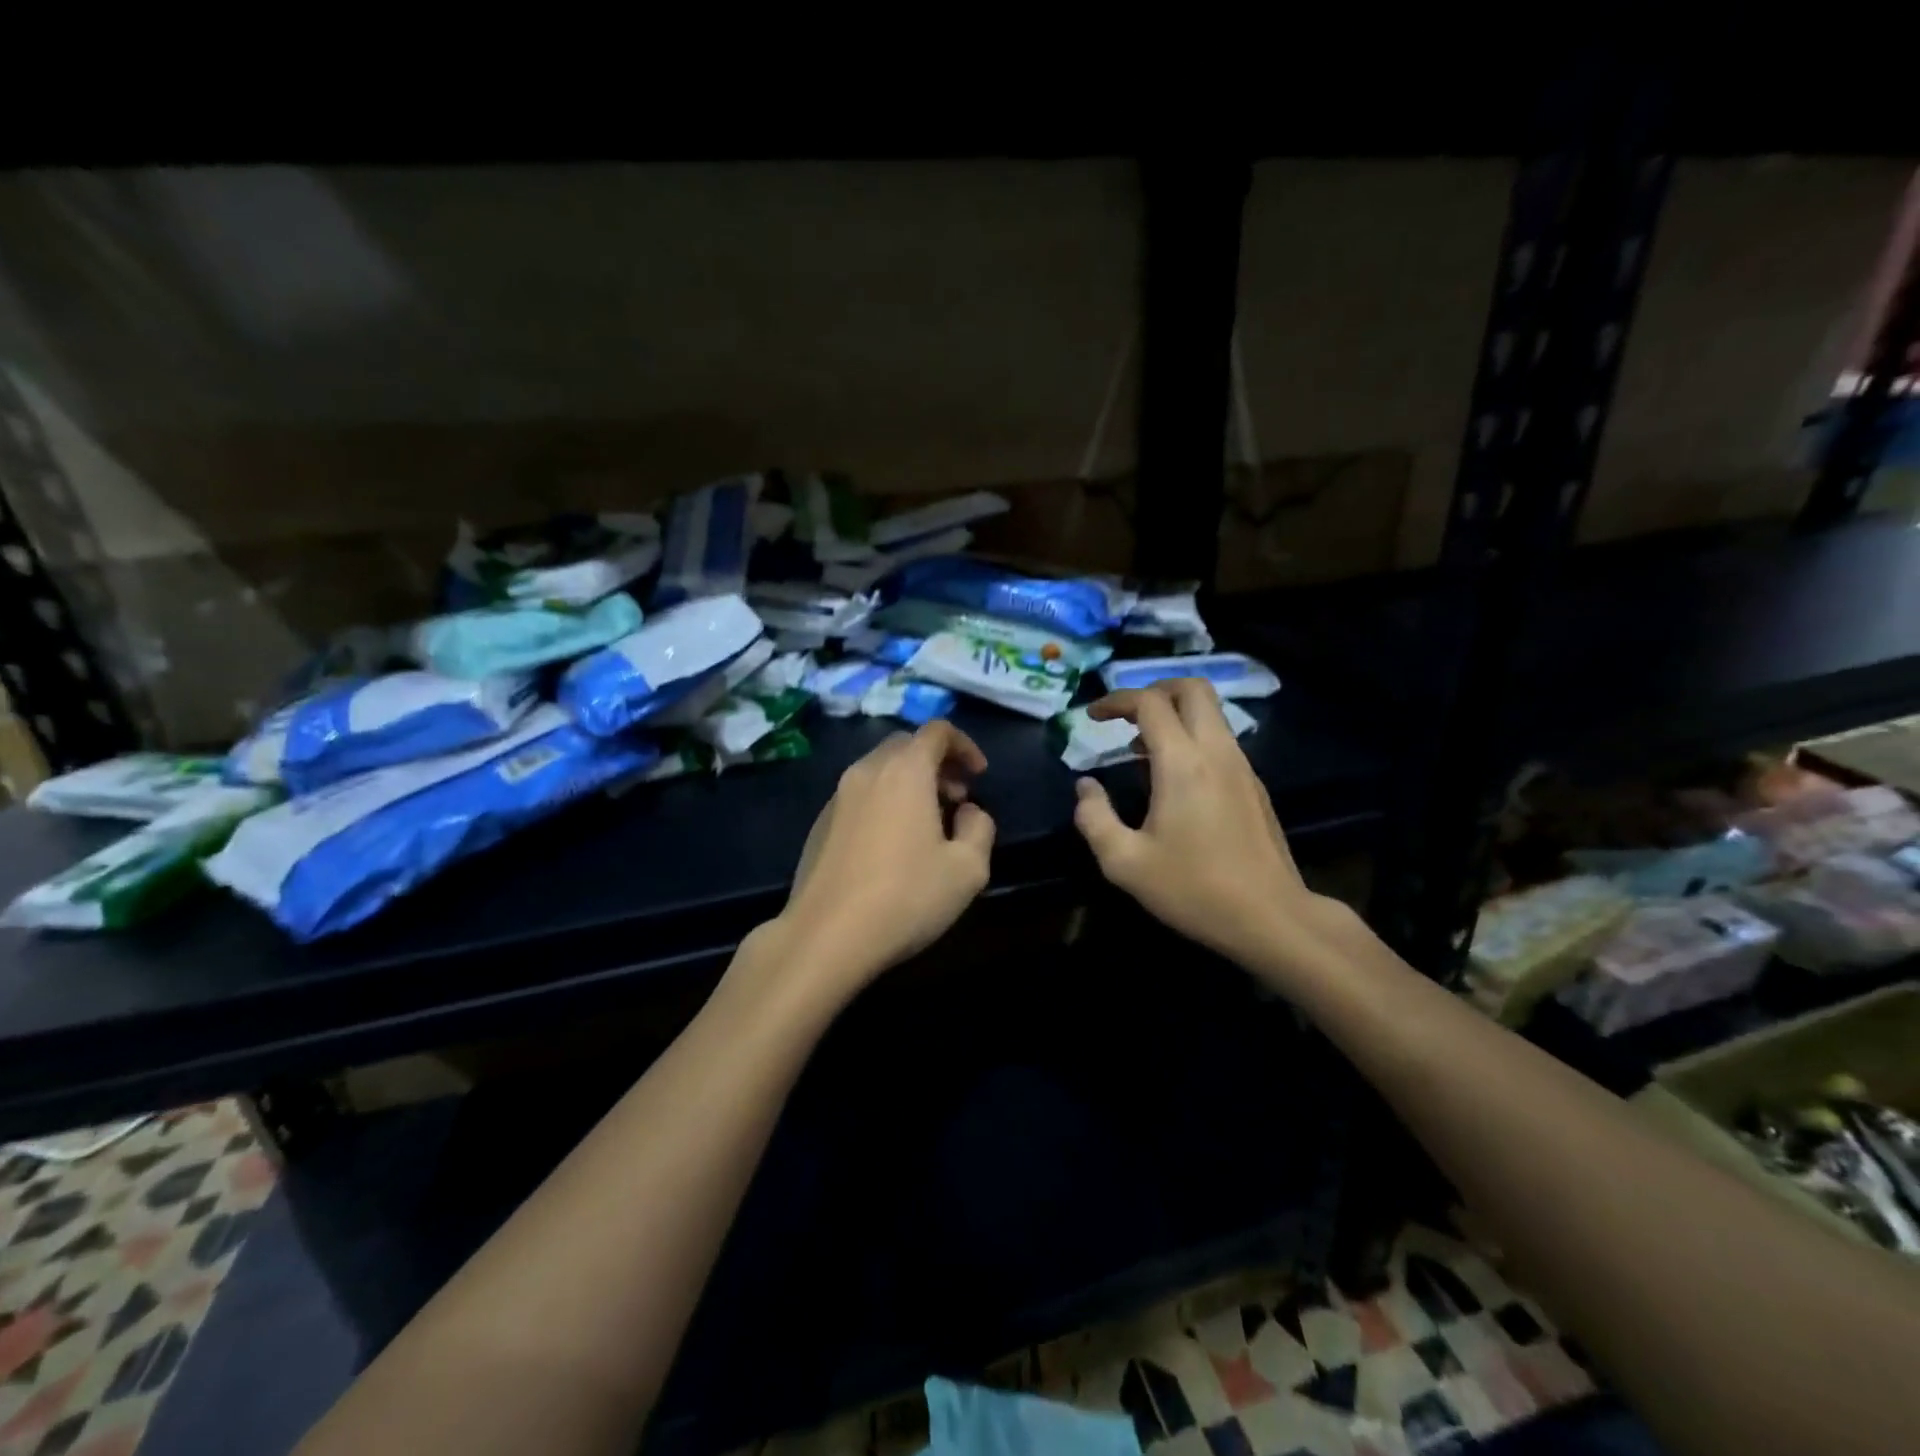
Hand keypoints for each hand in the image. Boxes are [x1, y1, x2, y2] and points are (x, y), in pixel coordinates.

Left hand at [773, 720, 995, 997]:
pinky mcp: (820, 824)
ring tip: (928, 823)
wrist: (826, 935)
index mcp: (905, 770)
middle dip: (937, 763)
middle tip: (957, 798)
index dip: (965, 745)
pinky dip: (884, 801)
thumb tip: (968, 813)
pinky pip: (860, 796)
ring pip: (880, 770)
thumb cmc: (906, 896)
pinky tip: (892, 845)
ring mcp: (837, 797)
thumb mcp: (968, 869)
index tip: (979, 775)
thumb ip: (979, 828)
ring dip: (909, 783)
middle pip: (906, 746)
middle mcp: (867, 771)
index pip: (937, 731)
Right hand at [1071, 679, 1325, 972]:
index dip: (1116, 700)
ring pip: (1211, 713)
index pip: (1149, 702)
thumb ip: (1094, 818)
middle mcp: (1216, 751)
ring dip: (1175, 716)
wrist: (1271, 918)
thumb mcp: (1124, 862)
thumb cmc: (1193, 889)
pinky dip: (1193, 739)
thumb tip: (1085, 787)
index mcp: (1182, 762)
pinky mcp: (1254, 786)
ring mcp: (1242, 767)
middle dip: (1154, 690)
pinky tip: (1174, 781)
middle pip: (1193, 689)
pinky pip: (1221, 741)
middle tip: (1126, 716)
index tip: (1093, 716)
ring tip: (1142, 752)